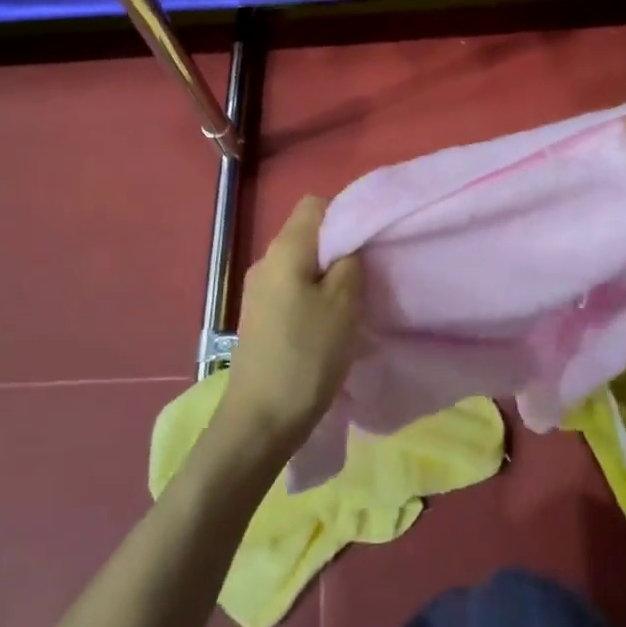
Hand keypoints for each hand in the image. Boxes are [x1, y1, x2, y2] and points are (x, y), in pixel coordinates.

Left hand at [218, 195, 361, 450]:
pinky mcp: (259, 318)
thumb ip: (350, 262)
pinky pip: (292, 290)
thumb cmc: (306, 356)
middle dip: (339, 249)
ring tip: (352, 304)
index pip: (316, 205)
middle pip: (308, 235)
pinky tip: (329, 326)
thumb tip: (348, 246)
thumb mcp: (344, 304)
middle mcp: (266, 261)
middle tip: (367, 276)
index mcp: (284, 249)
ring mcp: (258, 291)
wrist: (259, 422)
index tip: (367, 244)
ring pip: (302, 266)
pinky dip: (314, 298)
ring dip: (328, 277)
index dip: (345, 215)